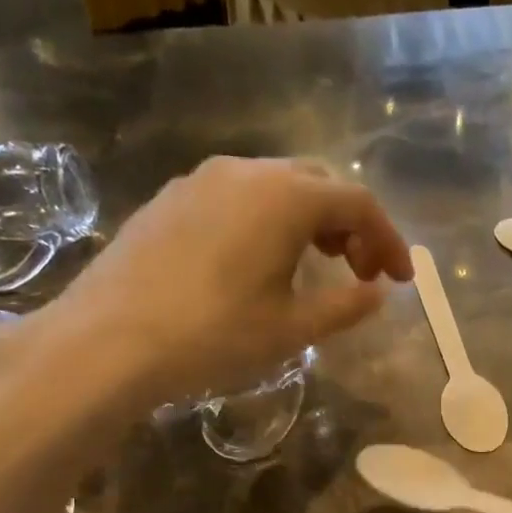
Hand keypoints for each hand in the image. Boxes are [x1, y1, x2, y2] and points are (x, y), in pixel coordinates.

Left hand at [0, 157, 411, 427]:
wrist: (110, 340)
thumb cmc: (214, 335)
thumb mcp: (292, 329)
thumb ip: (344, 307)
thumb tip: (377, 294)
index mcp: (285, 198)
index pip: (357, 204)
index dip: (389, 241)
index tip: (401, 281)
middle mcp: (246, 172)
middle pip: (318, 185)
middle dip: (351, 226)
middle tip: (361, 273)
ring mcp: (202, 181)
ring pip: (275, 188)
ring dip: (310, 222)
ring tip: (318, 268)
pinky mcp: (171, 200)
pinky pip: (238, 199)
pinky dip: (269, 223)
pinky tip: (262, 263)